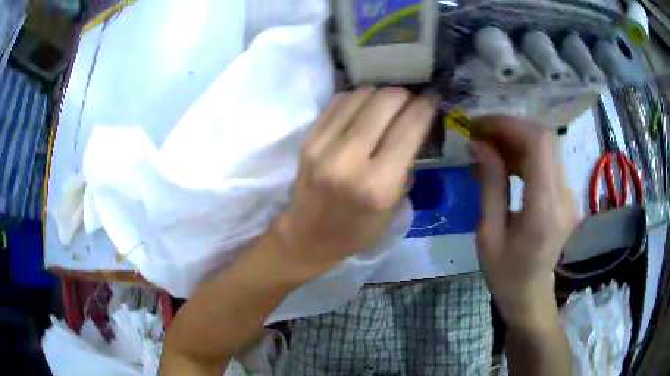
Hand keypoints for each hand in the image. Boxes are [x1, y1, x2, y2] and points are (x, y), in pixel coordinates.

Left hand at [273, 87, 433, 274]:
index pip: (410, 127)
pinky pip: (339, 101)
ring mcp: (323, 146)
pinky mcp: (308, 139)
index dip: (426, 105)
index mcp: (378, 185)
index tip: (433, 97)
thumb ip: (407, 162)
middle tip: (411, 101)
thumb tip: (416, 120)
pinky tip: (364, 108)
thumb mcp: (394, 206)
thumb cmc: (358, 230)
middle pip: (385, 101)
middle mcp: (349, 160)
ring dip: (381, 94)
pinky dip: (358, 98)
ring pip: (361, 95)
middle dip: (405, 95)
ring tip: (388, 105)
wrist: (309, 236)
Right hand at [471, 117, 578, 325]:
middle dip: (511, 128)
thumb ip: (490, 185)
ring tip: (489, 146)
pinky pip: (548, 161)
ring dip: (517, 138)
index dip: (510, 125)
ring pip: (547, 146)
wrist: (531, 295)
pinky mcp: (567, 194)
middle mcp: (564, 195)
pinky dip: (525, 152)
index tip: (481, 125)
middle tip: (481, 133)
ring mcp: (569, 194)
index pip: (538, 144)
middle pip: (545, 138)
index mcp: (544, 208)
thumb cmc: (505, 273)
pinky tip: (506, 161)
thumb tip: (480, 145)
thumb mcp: (488, 234)